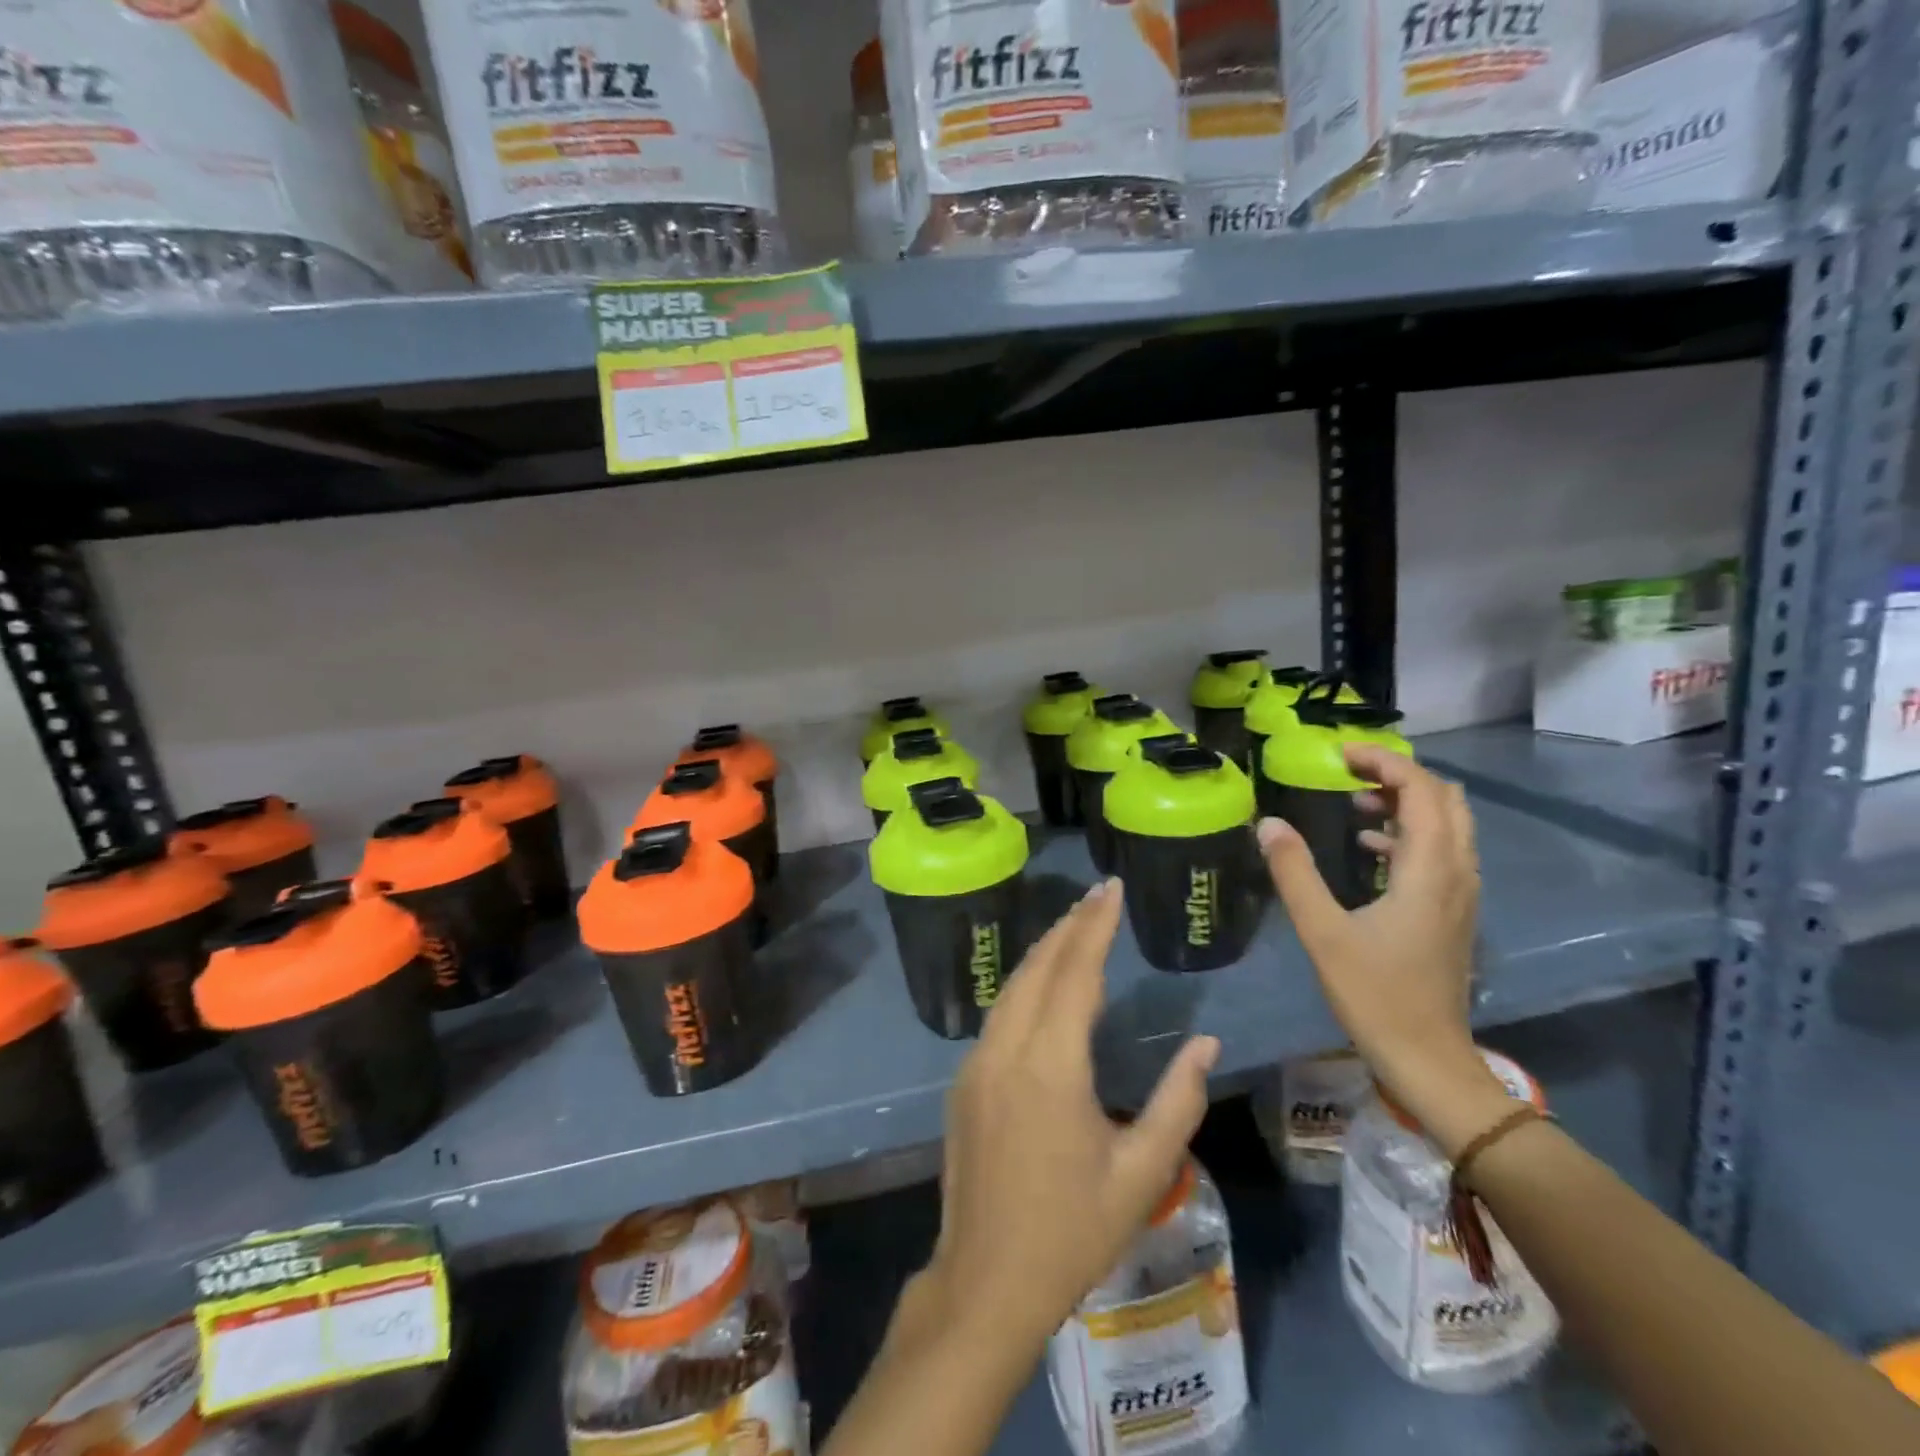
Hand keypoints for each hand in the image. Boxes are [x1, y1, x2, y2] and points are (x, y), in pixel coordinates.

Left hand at [915, 879, 1219, 1357]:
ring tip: (1075, 926)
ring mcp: (977, 1062)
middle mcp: (1007, 1049)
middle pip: (1038, 968)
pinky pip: (999, 1014)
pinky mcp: (965, 1080)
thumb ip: (1178, 1101)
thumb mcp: (1141, 1173)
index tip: (1111, 889)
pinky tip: (1043, 985)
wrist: (986, 1281)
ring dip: (1044, 952)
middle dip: (1070, 926)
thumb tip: (1206, 1043)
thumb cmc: (1072, 1231)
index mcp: (1051, 1065)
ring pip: (1012, 987)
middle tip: (1098, 896)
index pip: (1075, 973)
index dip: (1095, 927)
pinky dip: (1025, 985)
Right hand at [1257, 746, 1509, 1157]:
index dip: (1384, 762)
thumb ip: (1294, 872)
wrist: (1428, 1058)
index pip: (1422, 791)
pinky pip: (1441, 851)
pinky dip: (1409, 833)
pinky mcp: (1454, 913)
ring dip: (1407, 803)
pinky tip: (1368, 847)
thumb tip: (1268, 823)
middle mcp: (1456, 873)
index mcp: (1429, 870)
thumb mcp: (1323, 931)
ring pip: (1448, 826)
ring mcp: (1461, 895)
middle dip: (1400, 776)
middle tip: (1350, 772)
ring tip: (1354, 801)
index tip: (1340, 754)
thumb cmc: (1375, 994)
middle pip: (1445, 800)